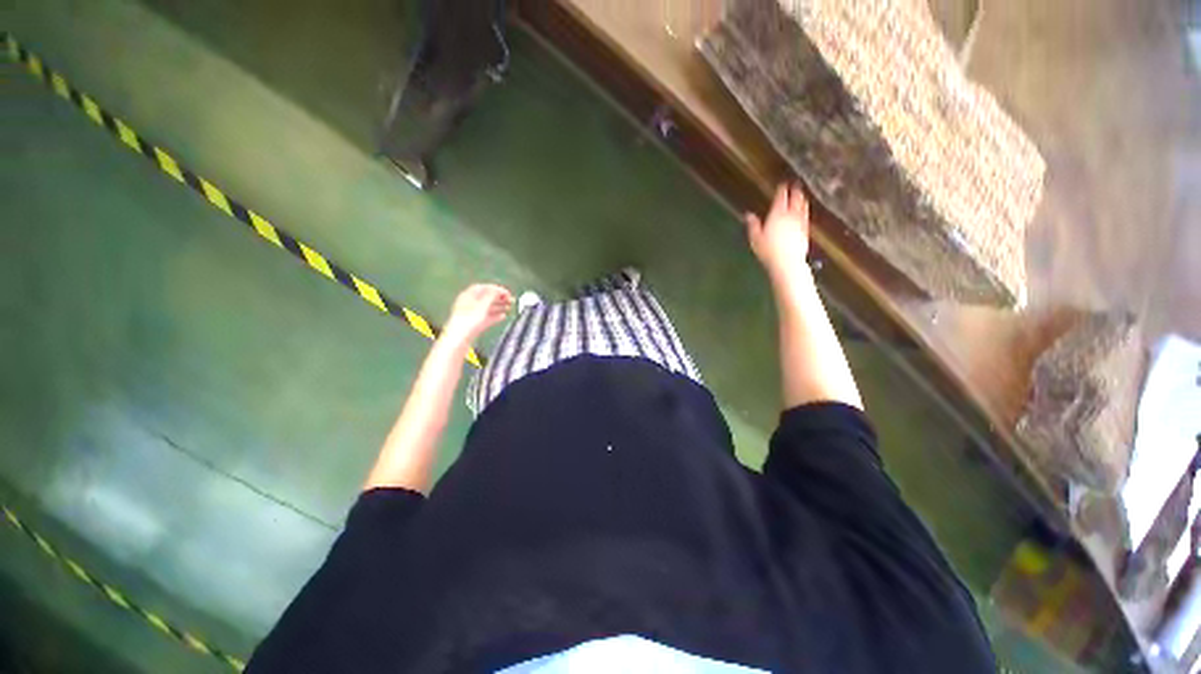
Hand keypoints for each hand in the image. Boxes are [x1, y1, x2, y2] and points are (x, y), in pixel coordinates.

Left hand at [442, 284, 512, 346]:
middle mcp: (469, 303)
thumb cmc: (469, 320)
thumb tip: (498, 290)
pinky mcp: (475, 324)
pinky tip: (503, 317)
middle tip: (511, 300)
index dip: (496, 289)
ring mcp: (472, 314)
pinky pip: (487, 317)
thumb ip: (491, 296)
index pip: (483, 288)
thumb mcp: (482, 305)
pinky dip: (496, 316)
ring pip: (488, 308)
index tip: (506, 293)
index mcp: (468, 296)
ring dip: (499, 306)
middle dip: (499, 298)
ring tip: (509, 308)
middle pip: (486, 298)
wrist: (460, 338)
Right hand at [745, 183, 810, 281]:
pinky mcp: (805, 231)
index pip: (781, 198)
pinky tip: (805, 213)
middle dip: (795, 191)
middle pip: (795, 199)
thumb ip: (753, 225)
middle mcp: (791, 215)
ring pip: (803, 207)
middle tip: (795, 185)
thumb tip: (748, 215)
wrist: (787, 262)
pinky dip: (805, 211)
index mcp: (777, 214)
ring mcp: (800, 223)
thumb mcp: (755, 238)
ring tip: (802, 195)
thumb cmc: (768, 250)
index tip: (782, 184)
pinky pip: (806, 217)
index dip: (782, 189)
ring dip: (802, 199)